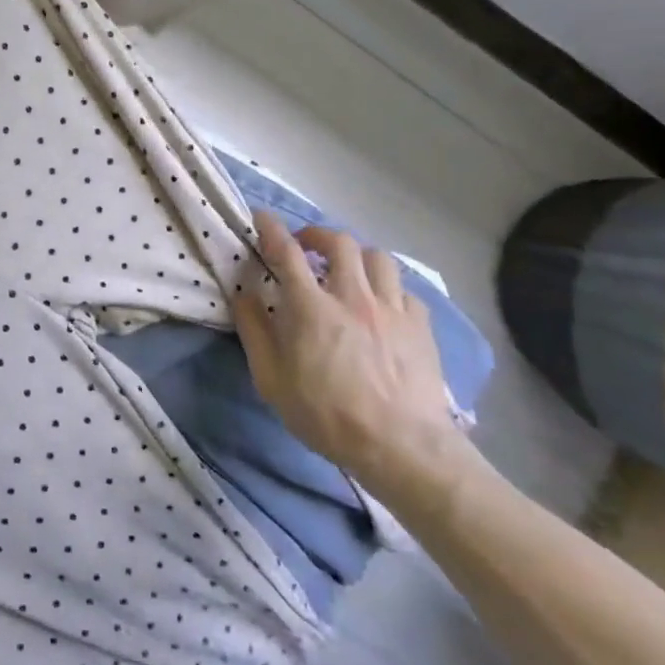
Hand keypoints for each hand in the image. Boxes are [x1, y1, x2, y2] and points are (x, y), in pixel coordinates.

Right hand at [234, 212, 470, 505]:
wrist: (402, 446)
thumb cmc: (327, 415)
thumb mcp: (271, 380)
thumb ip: (254, 332)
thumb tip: (243, 295)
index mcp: (311, 307)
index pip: (287, 252)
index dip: (272, 229)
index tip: (262, 217)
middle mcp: (352, 295)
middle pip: (339, 242)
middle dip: (317, 234)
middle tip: (305, 245)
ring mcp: (391, 308)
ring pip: (378, 257)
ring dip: (357, 256)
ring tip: (347, 269)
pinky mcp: (420, 326)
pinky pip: (405, 291)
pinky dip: (388, 289)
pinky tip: (382, 305)